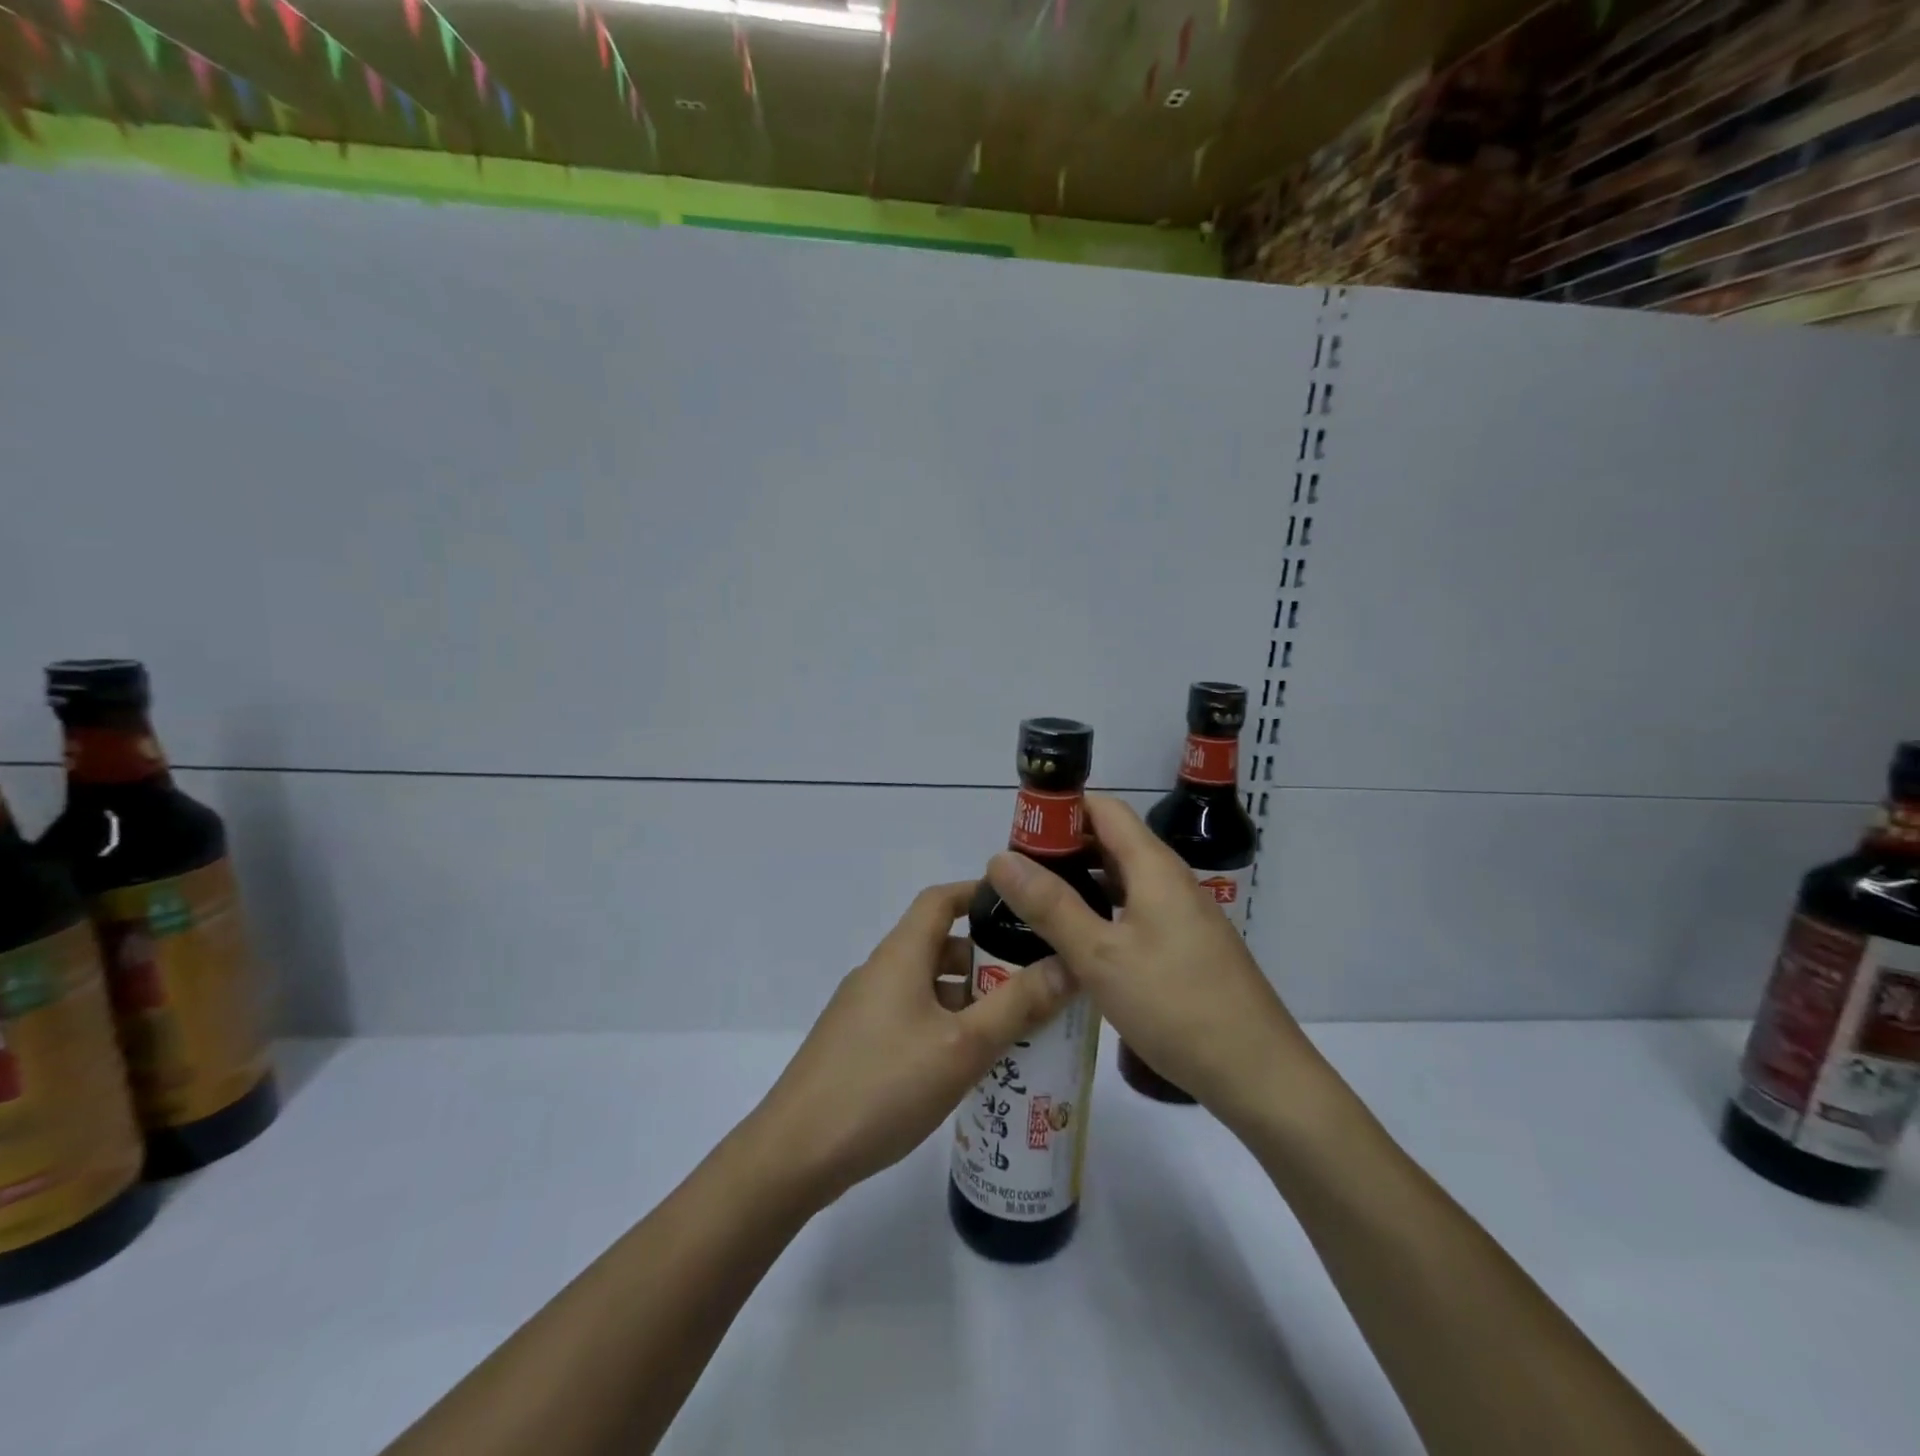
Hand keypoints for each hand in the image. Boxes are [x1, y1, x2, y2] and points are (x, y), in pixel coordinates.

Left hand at [748, 881, 1074, 1208]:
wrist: (795, 1154)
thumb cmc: (883, 1086)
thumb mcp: (961, 1046)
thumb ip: (1017, 1005)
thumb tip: (1066, 964)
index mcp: (900, 956)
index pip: (940, 900)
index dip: (979, 893)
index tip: (1023, 907)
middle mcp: (880, 973)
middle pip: (939, 945)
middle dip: (987, 959)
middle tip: (1035, 983)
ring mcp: (865, 1011)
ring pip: (928, 987)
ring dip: (969, 999)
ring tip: (1015, 1029)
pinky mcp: (859, 1046)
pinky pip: (913, 1018)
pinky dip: (945, 1026)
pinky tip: (969, 1066)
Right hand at [985, 796, 1319, 1126]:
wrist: (1257, 1073)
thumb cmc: (1175, 1005)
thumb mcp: (1100, 955)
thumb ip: (1051, 905)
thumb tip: (1000, 858)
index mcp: (1153, 867)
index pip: (1103, 809)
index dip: (1060, 809)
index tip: (1017, 830)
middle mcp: (1170, 880)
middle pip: (1111, 842)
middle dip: (1062, 848)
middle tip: (1014, 872)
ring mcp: (1181, 915)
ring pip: (1121, 880)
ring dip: (1080, 882)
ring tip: (1033, 902)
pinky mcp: (1184, 947)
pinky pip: (1133, 912)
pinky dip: (1100, 913)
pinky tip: (1074, 942)